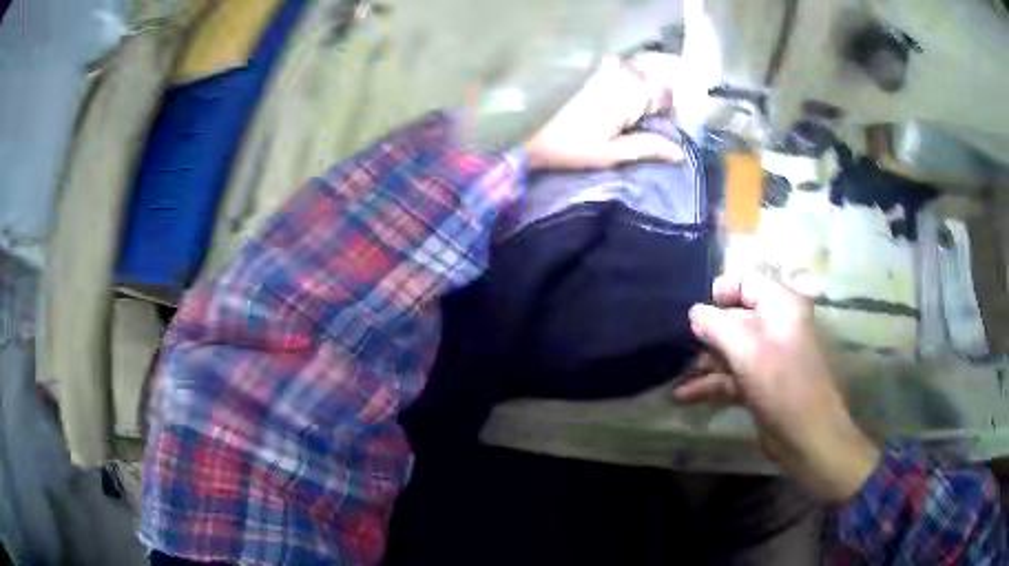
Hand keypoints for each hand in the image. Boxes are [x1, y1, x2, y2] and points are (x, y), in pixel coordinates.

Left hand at [523, 54, 684, 169]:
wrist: (531, 137)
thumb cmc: (571, 149)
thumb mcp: (612, 154)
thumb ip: (647, 147)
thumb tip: (679, 151)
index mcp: (625, 95)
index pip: (663, 91)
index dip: (671, 107)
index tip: (669, 123)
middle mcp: (616, 76)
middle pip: (651, 76)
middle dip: (658, 94)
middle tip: (655, 117)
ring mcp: (601, 71)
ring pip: (635, 68)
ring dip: (643, 83)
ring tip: (639, 107)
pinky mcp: (588, 73)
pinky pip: (614, 65)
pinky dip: (623, 73)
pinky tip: (619, 92)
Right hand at [673, 272, 880, 502]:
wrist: (807, 437)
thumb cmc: (782, 384)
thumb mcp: (746, 350)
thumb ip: (715, 325)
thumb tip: (694, 312)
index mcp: (781, 305)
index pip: (745, 282)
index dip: (718, 293)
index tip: (692, 312)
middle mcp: (776, 326)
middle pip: (734, 318)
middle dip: (704, 334)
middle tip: (675, 347)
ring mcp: (768, 357)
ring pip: (730, 350)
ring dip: (703, 363)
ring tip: (672, 375)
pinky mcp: (761, 384)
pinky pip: (732, 375)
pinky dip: (710, 384)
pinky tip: (683, 396)